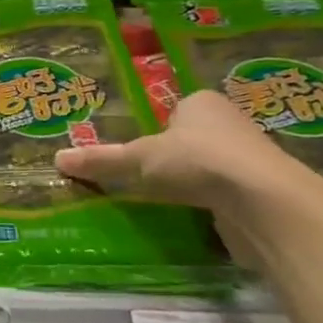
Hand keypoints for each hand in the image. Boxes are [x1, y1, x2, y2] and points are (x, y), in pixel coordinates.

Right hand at [55, 89, 294, 208]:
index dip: (155, 128)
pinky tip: (191, 220)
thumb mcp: (139, 159)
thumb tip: (57, 159)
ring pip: (209, 169)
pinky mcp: (260, 195)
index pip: (174, 110)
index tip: (136, 150)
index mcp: (203, 103)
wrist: (266, 204)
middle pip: (192, 140)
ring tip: (162, 201)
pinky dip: (208, 207)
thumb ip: (102, 160)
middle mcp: (231, 125)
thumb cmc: (199, 162)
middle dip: (172, 158)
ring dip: (191, 184)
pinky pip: (224, 197)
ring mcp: (250, 160)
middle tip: (141, 176)